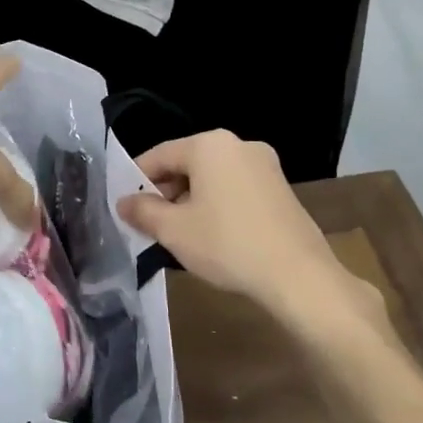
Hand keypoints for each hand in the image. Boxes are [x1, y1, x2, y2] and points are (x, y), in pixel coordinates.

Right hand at [118, 131, 389, 342]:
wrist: (299, 276)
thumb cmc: (227, 244)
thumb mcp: (173, 230)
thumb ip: (142, 211)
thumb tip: (123, 202)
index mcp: (209, 145)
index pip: (159, 155)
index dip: (135, 179)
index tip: (124, 205)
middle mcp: (239, 145)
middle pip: (187, 164)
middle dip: (165, 191)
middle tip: (149, 223)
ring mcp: (265, 165)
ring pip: (211, 178)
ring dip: (190, 200)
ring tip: (178, 233)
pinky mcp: (281, 188)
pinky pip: (234, 188)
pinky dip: (216, 205)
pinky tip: (211, 235)